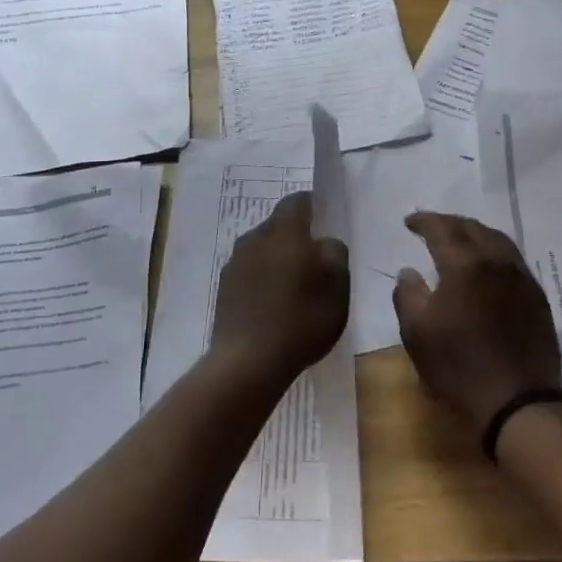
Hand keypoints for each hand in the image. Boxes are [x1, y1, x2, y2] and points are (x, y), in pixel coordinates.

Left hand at [209, 191, 349, 391]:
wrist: (248, 361)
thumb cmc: (301, 318)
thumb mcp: (338, 285)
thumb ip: (335, 252)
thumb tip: (323, 242)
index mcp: (284, 230)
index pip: (298, 201)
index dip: (314, 206)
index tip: (326, 221)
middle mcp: (255, 238)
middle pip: (278, 225)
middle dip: (296, 237)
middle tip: (315, 260)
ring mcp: (235, 263)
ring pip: (262, 249)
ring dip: (278, 259)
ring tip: (294, 286)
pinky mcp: (224, 289)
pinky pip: (250, 273)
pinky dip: (263, 280)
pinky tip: (273, 305)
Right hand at [394, 213, 561, 433]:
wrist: (519, 401)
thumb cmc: (459, 366)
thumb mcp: (417, 333)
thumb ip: (407, 294)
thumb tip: (409, 271)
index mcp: (465, 264)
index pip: (442, 229)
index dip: (424, 221)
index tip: (409, 222)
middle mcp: (497, 261)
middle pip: (473, 228)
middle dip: (449, 223)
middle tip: (432, 227)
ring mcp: (522, 278)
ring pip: (498, 240)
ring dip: (474, 233)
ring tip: (459, 240)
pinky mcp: (537, 298)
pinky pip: (513, 260)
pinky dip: (493, 252)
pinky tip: (486, 267)